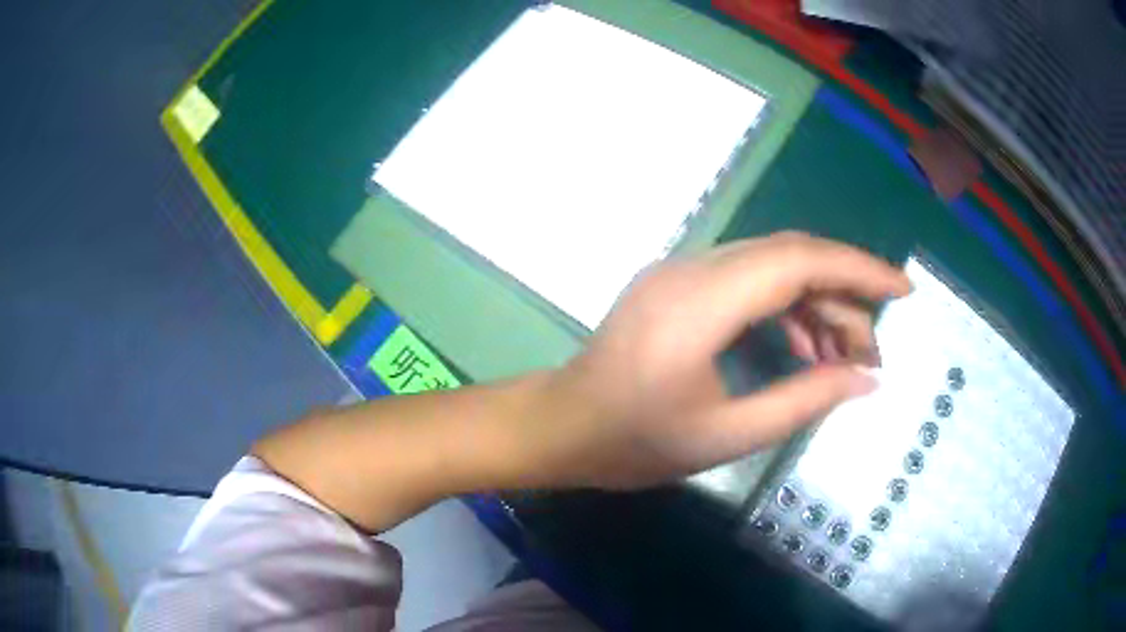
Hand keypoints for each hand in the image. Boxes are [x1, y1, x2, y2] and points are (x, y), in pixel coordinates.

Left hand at [520, 232, 910, 489]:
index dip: (859, 269)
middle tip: (872, 349)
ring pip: (771, 266)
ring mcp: (681, 271)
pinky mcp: (678, 284)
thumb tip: (866, 380)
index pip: (799, 260)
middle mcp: (693, 268)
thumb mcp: (728, 435)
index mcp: (702, 301)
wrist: (563, 426)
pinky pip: (747, 280)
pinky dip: (784, 307)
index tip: (903, 289)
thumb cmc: (635, 442)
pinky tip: (803, 346)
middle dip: (843, 294)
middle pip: (790, 257)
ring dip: (815, 302)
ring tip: (843, 356)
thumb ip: (804, 401)